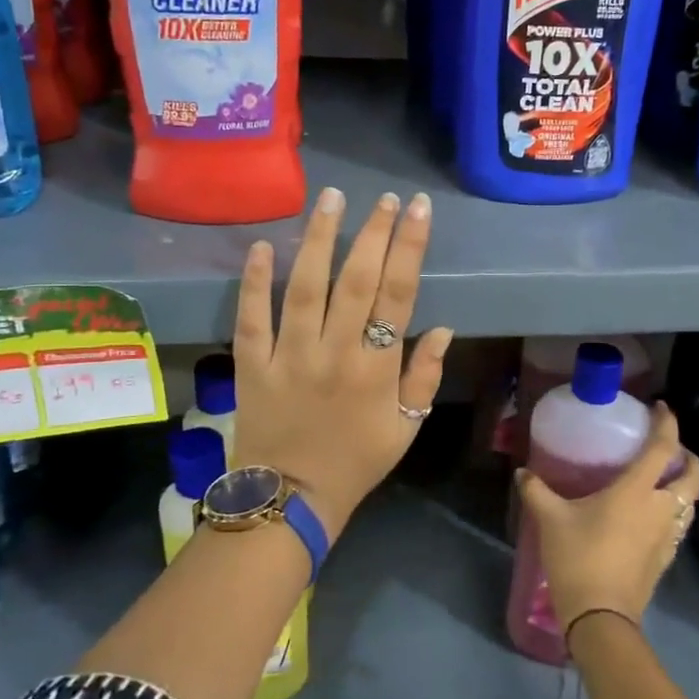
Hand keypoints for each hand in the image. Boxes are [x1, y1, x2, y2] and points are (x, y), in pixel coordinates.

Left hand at [231, 187, 453, 539]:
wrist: (291, 501)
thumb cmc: (356, 463)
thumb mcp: (406, 429)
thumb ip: (425, 377)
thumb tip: (445, 328)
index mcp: (377, 369)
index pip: (398, 295)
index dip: (409, 247)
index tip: (416, 209)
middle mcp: (336, 353)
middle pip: (356, 281)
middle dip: (372, 232)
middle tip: (384, 197)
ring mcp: (290, 357)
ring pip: (305, 288)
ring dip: (318, 240)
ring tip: (330, 199)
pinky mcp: (253, 365)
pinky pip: (252, 317)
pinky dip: (254, 281)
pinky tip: (261, 245)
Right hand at [515, 405, 698, 632]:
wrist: (600, 616)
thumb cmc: (578, 558)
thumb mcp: (551, 519)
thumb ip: (537, 491)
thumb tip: (522, 472)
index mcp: (637, 491)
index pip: (663, 448)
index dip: (666, 424)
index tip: (660, 408)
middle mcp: (660, 509)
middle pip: (692, 476)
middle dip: (688, 457)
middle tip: (670, 449)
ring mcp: (667, 536)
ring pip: (691, 503)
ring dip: (684, 486)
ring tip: (663, 479)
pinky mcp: (666, 559)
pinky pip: (680, 525)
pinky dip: (675, 511)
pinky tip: (653, 515)